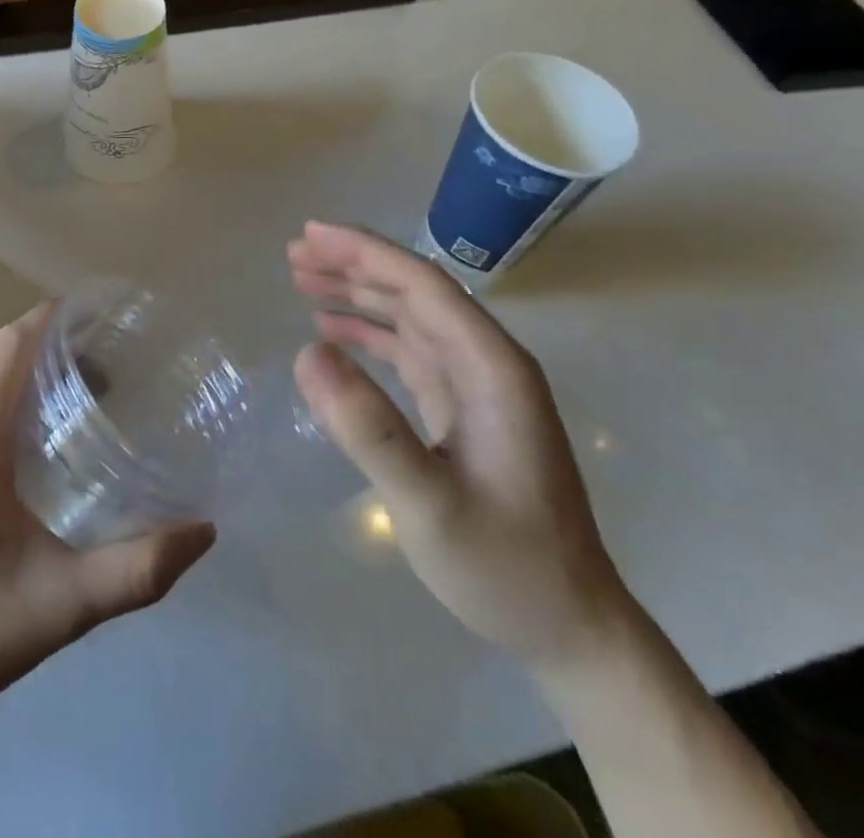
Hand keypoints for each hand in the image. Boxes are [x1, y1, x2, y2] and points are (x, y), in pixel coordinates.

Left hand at [0, 303, 216, 726]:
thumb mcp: (59, 605)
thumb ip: (137, 569)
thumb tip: (203, 532)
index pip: (13, 343)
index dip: (58, 319)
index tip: (106, 322)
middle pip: (1, 361)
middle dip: (56, 356)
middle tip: (113, 380)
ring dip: (28, 385)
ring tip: (80, 414)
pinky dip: (0, 409)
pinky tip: (28, 456)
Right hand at [288, 222, 630, 667]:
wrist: (569, 628)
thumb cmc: (505, 566)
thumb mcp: (429, 505)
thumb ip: (367, 429)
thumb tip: (306, 353)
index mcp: (491, 368)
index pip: (423, 285)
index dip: (366, 252)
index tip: (311, 234)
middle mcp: (486, 362)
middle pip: (414, 291)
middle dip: (354, 264)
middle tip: (294, 253)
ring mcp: (475, 386)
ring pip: (408, 316)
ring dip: (357, 293)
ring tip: (301, 279)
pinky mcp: (462, 408)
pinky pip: (408, 351)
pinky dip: (368, 334)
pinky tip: (332, 331)